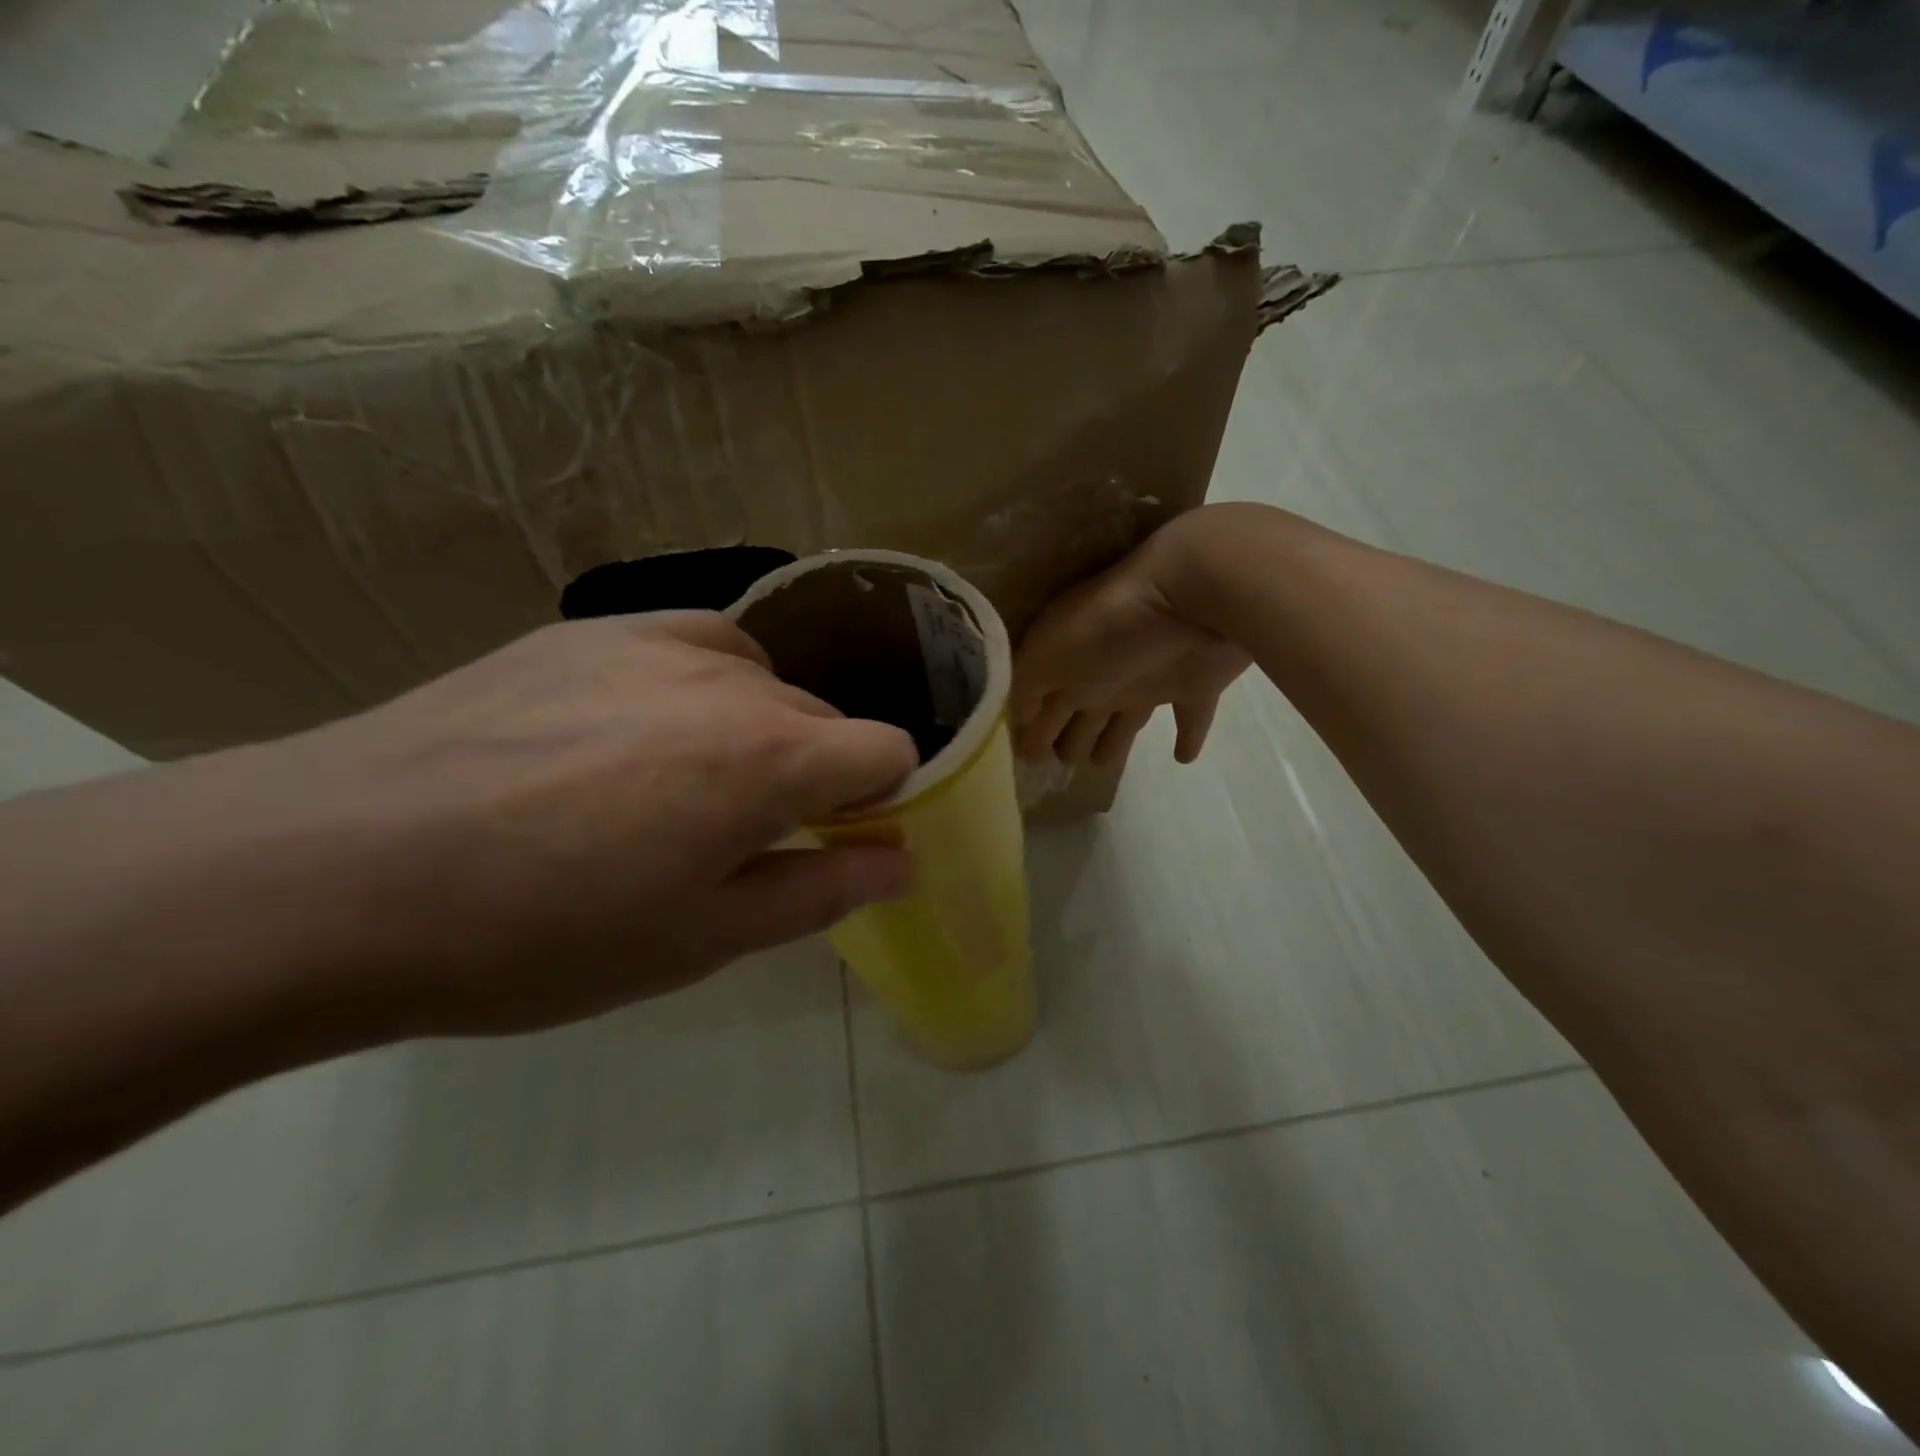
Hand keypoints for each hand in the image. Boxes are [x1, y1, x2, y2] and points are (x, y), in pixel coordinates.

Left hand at [254, 613, 918, 1033]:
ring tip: (674, 785)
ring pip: (758, 680)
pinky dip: (697, 687)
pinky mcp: (587, 629)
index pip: (888, 749)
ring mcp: (653, 640)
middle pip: (822, 719)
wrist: (334, 872)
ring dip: (752, 731)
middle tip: (738, 837)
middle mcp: (731, 679)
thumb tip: (901, 862)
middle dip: (810, 775)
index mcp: (770, 757)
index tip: (839, 839)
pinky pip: (689, 646)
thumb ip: (822, 890)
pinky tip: (630, 734)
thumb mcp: (702, 939)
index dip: (881, 798)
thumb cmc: (541, 933)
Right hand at [1012, 517, 1251, 766]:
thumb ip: (1025, 689)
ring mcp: (1148, 680)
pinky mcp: (1194, 686)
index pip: (1040, 704)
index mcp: (1065, 667)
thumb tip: (1015, 723)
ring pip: (1124, 723)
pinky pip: (1190, 719)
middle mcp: (1101, 675)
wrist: (1187, 597)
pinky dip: (1188, 739)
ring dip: (1113, 745)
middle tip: (1059, 765)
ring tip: (1100, 765)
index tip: (1024, 761)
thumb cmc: (1105, 627)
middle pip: (1080, 717)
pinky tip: (1184, 758)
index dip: (1030, 732)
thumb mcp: (1045, 655)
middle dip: (1067, 740)